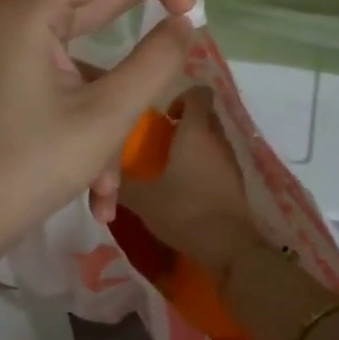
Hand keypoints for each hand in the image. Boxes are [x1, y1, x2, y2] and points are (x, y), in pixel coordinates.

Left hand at [0, 0, 196, 261]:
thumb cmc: (29, 168)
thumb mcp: (106, 117)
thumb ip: (155, 62)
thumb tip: (183, 24)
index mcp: (32, 11)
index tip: (191, 12)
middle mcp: (15, 19)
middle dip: (142, 30)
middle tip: (183, 47)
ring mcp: (7, 51)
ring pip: (82, 56)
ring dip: (112, 106)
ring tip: (114, 176)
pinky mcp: (7, 80)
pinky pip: (61, 84)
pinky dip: (86, 123)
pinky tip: (95, 190)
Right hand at [116, 90, 260, 276]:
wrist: (231, 248)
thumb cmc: (186, 212)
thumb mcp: (144, 199)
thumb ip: (122, 184)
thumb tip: (102, 174)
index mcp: (196, 131)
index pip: (198, 92)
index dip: (179, 96)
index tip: (162, 117)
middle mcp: (217, 138)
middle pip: (205, 113)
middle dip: (184, 120)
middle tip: (160, 140)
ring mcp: (230, 160)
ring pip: (212, 137)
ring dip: (194, 143)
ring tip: (170, 165)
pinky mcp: (236, 181)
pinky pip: (218, 159)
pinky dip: (203, 163)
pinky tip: (185, 186)